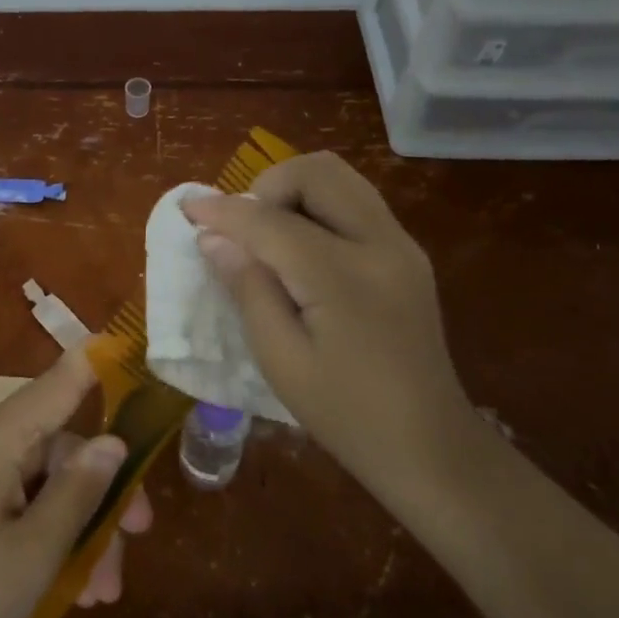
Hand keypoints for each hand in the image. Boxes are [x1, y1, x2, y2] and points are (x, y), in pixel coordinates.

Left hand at [0, 347, 151, 617]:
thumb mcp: (37, 552)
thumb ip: (79, 491)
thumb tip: (113, 441)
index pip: (56, 384)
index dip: (96, 365)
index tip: (132, 345)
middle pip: (59, 447)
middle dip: (102, 492)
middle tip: (140, 535)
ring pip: (45, 482)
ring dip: (80, 527)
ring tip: (101, 591)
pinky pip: (20, 502)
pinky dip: (49, 534)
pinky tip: (72, 587)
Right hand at [181, 151, 471, 484]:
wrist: (429, 445)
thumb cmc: (346, 414)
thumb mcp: (281, 359)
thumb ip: (248, 289)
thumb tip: (213, 238)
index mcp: (345, 277)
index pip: (272, 221)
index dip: (223, 211)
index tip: (189, 209)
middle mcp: (381, 243)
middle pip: (318, 172)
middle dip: (267, 186)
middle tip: (243, 229)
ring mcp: (401, 245)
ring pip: (340, 178)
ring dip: (294, 191)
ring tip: (267, 235)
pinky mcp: (407, 254)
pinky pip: (355, 203)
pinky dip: (317, 207)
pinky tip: (299, 250)